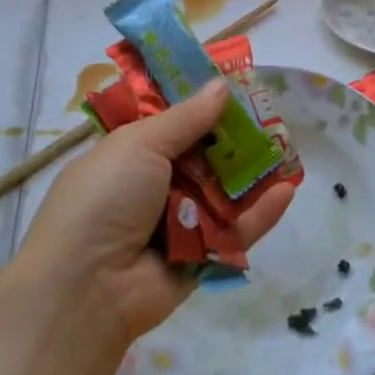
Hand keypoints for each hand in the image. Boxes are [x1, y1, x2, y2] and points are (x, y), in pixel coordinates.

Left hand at [13, 79, 293, 345]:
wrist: (85, 290)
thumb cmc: (104, 200)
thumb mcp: (139, 145)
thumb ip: (186, 117)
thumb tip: (221, 85)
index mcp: (131, 155)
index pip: (174, 123)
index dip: (204, 104)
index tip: (238, 84)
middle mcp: (156, 186)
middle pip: (207, 155)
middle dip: (238, 136)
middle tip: (274, 114)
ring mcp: (180, 222)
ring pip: (227, 191)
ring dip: (255, 171)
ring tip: (289, 148)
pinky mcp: (202, 256)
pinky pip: (236, 230)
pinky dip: (261, 212)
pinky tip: (288, 190)